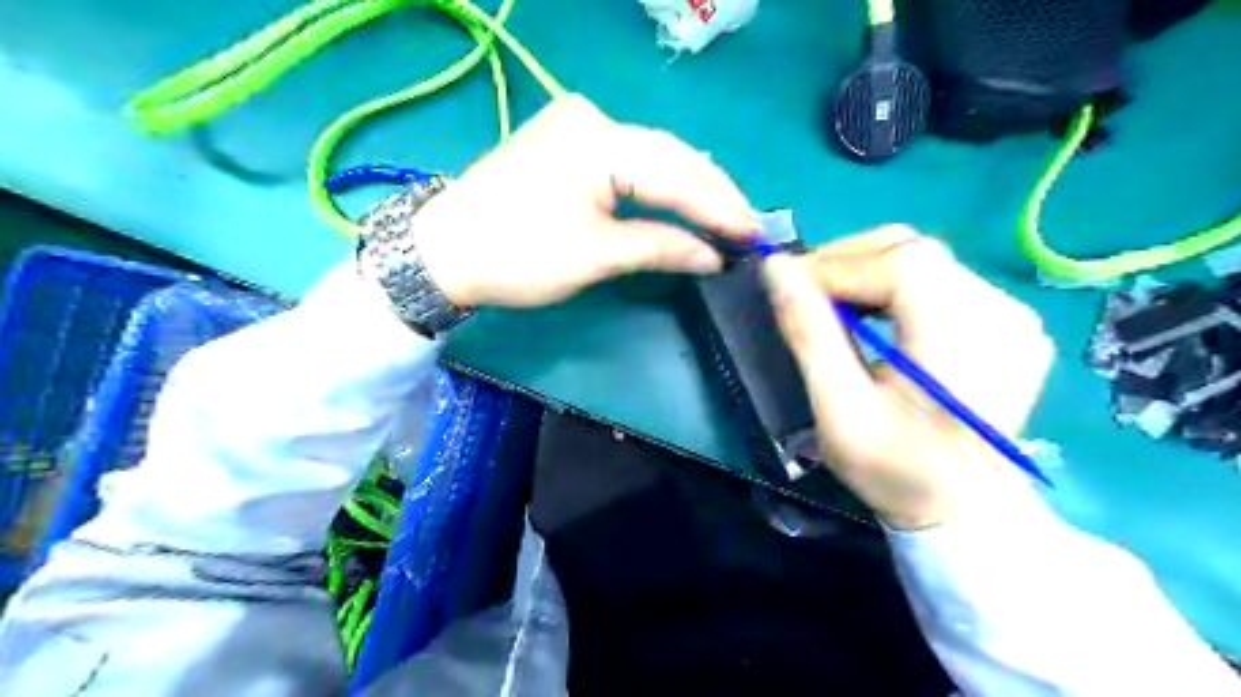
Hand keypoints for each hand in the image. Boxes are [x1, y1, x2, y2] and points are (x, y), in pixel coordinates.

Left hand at [413, 92, 755, 307]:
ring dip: (689, 185)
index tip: (755, 235)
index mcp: (600, 143)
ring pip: (652, 154)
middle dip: (712, 193)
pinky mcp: (566, 139)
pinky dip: (658, 179)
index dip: (720, 209)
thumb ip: (660, 247)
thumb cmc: (518, 255)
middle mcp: (593, 119)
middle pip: (671, 156)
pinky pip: (629, 156)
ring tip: (727, 211)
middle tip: (749, 224)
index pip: (678, 177)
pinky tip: (684, 192)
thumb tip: (713, 257)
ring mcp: (576, 124)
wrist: (444, 250)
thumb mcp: (596, 255)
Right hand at [761, 229, 1049, 527]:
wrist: (964, 509)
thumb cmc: (896, 470)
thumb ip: (809, 334)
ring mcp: (1012, 315)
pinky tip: (871, 313)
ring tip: (831, 304)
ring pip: (923, 257)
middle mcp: (1002, 314)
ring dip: (866, 270)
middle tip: (804, 293)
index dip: (836, 265)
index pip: (900, 264)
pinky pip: (939, 277)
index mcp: (967, 343)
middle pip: (913, 250)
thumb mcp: (839, 411)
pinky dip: (893, 283)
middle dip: (847, 262)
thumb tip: (776, 268)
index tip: (789, 288)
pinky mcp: (1007, 320)